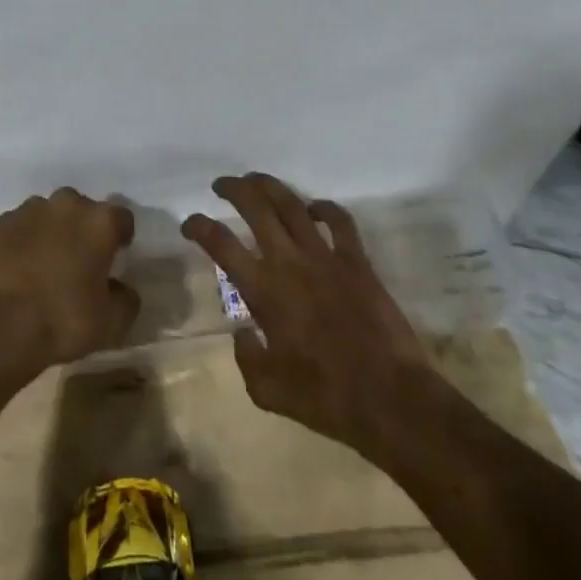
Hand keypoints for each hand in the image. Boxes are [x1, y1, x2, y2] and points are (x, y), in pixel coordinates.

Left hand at [0, 187, 139, 372]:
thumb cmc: (63, 320)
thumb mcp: (111, 322)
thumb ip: (125, 298)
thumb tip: (120, 288)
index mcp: (100, 222)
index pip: (122, 218)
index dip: (120, 236)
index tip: (116, 256)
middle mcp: (67, 205)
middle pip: (82, 210)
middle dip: (83, 229)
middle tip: (79, 260)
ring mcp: (30, 210)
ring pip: (49, 215)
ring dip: (52, 231)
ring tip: (46, 264)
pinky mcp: (0, 223)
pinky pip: (21, 226)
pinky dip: (24, 240)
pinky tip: (20, 267)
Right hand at [182, 172, 432, 457]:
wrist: (391, 399)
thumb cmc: (325, 398)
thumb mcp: (268, 391)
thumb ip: (246, 357)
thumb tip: (241, 333)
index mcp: (263, 291)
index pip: (221, 244)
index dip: (199, 226)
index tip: (189, 222)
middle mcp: (290, 263)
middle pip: (256, 208)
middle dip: (234, 189)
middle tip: (221, 184)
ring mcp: (326, 258)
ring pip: (293, 205)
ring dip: (270, 186)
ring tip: (255, 180)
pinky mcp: (358, 262)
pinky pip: (340, 222)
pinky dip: (325, 208)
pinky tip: (314, 207)